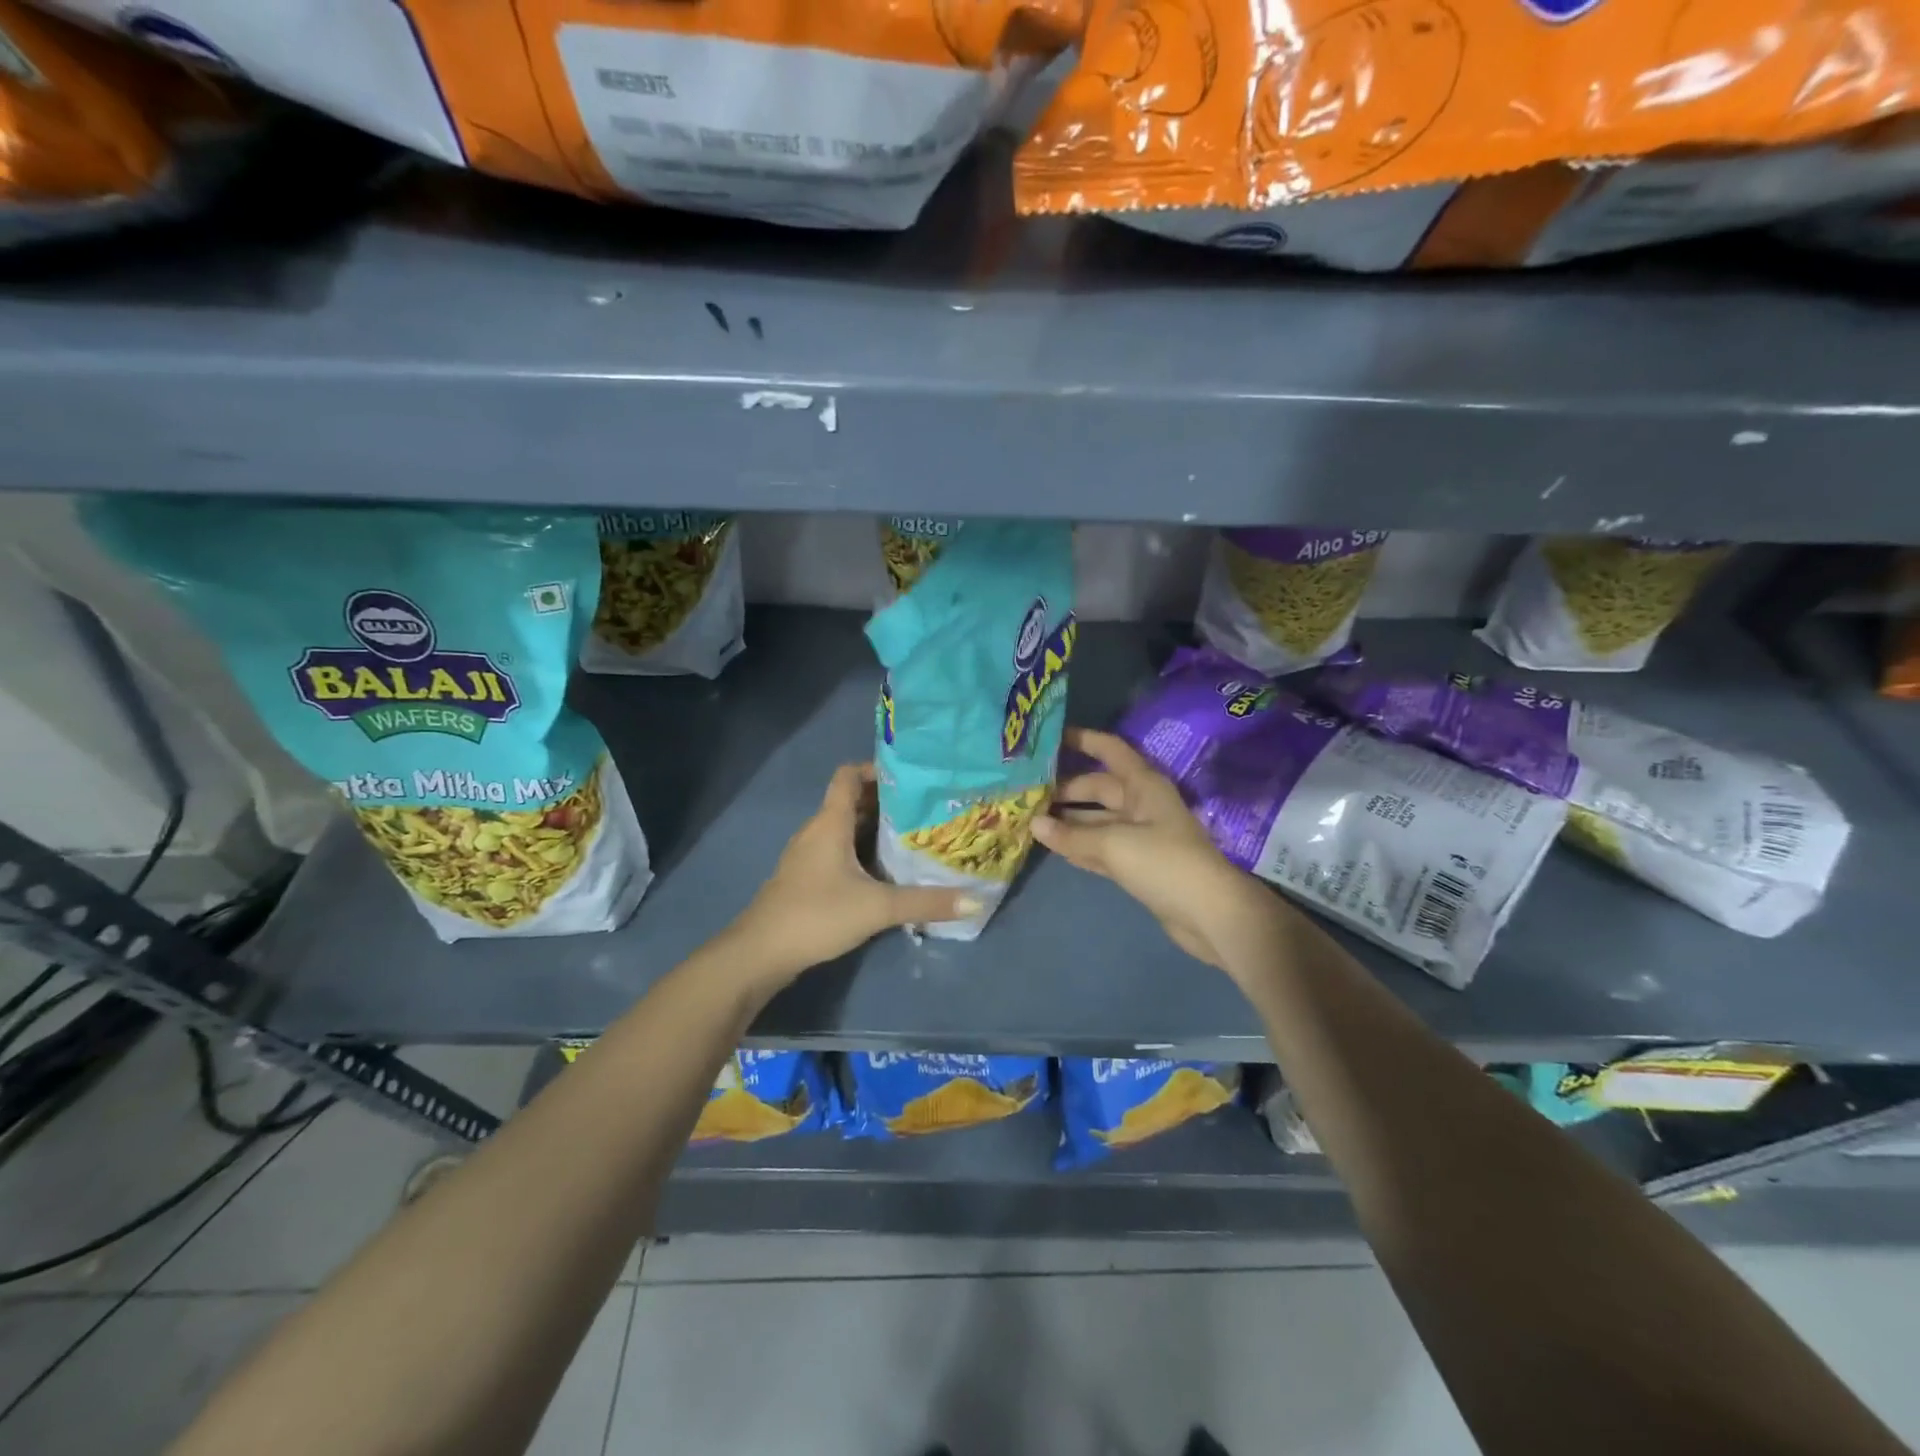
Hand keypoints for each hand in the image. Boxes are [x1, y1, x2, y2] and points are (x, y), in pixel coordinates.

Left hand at [728, 764, 979, 985]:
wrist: (760, 953)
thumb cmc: (816, 915)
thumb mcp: (878, 908)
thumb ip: (926, 903)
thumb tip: (976, 899)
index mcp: (830, 822)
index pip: (848, 775)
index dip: (876, 769)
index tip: (911, 777)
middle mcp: (816, 831)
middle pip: (851, 801)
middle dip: (886, 801)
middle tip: (924, 807)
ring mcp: (807, 855)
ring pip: (844, 828)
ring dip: (874, 828)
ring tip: (912, 836)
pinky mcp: (805, 878)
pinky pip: (837, 850)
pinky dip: (860, 851)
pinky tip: (884, 871)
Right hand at [1033, 728, 1280, 973]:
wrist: (1209, 913)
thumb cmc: (1164, 863)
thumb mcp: (1114, 844)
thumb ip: (1072, 834)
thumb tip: (1033, 823)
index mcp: (1143, 785)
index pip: (1110, 750)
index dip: (1082, 739)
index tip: (1049, 738)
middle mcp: (1141, 804)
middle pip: (1098, 787)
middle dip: (1065, 788)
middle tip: (1026, 791)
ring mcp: (1140, 835)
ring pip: (1096, 819)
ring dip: (1068, 819)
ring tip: (1030, 817)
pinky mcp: (1137, 864)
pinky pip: (1100, 847)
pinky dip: (1079, 845)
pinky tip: (1052, 845)